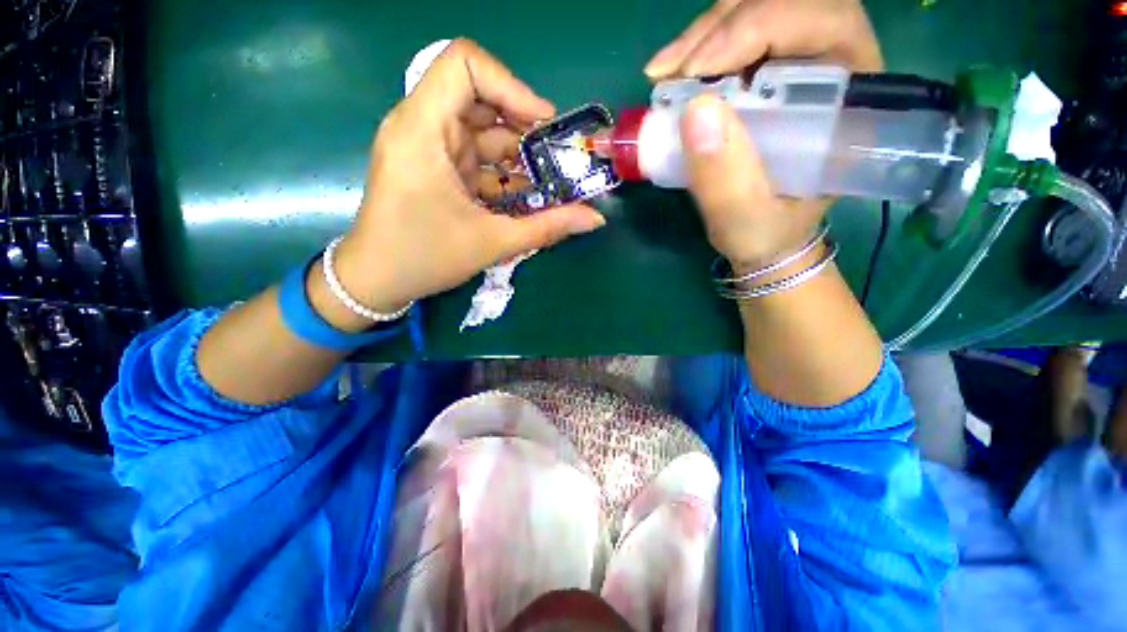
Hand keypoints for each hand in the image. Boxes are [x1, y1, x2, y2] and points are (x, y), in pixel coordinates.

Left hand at [333, 40, 605, 313]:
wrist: (376, 281)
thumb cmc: (424, 257)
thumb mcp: (492, 242)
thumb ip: (548, 227)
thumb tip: (595, 218)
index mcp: (423, 129)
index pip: (464, 63)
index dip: (510, 84)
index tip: (542, 124)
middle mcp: (422, 126)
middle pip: (480, 98)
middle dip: (523, 127)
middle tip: (555, 160)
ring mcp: (427, 147)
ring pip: (481, 131)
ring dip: (516, 156)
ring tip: (546, 185)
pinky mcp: (434, 167)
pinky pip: (475, 157)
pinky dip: (501, 173)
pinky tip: (522, 197)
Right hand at [647, 0, 882, 266]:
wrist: (760, 237)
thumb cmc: (763, 232)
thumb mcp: (744, 218)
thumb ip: (724, 177)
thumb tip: (694, 110)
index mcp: (849, 101)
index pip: (825, 23)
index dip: (762, 26)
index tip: (700, 70)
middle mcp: (830, 69)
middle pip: (787, 4)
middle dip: (724, 26)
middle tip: (672, 70)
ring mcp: (795, 66)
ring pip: (756, 10)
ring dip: (704, 34)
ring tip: (665, 74)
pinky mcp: (763, 74)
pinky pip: (733, 35)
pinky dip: (697, 47)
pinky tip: (670, 73)